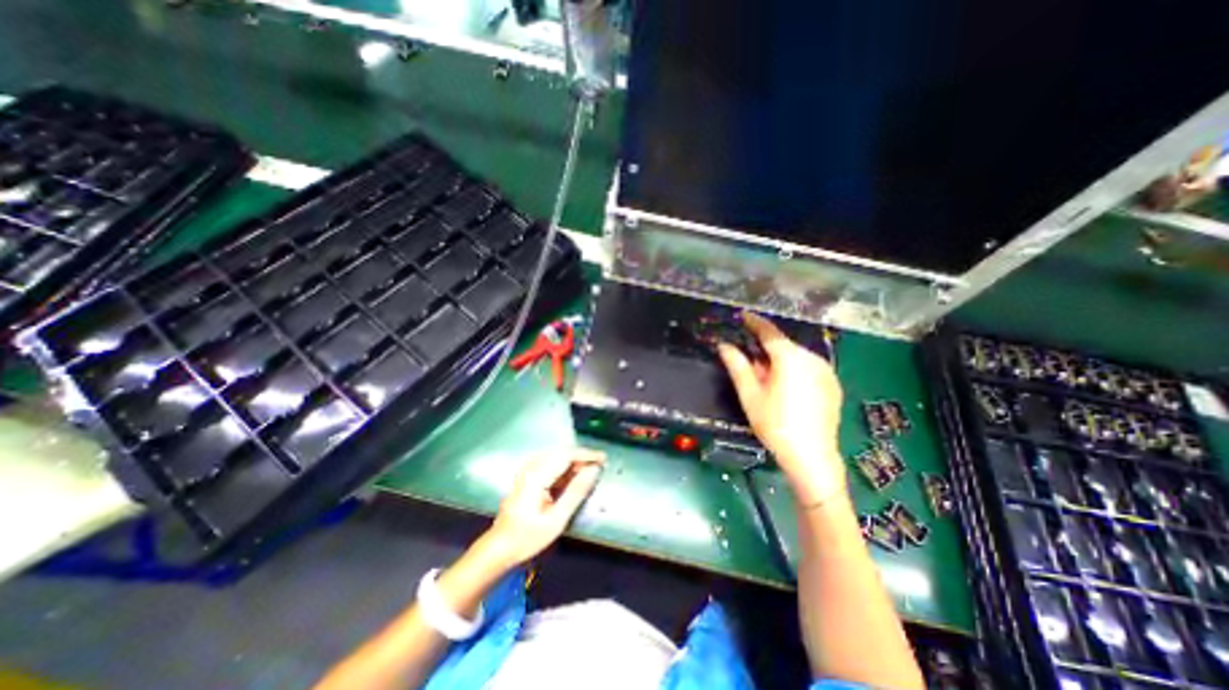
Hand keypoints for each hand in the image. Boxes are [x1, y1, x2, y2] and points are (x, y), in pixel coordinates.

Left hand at [479, 451, 603, 567]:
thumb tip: (594, 471)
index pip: (566, 455)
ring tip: (588, 472)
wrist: (499, 548)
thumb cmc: (527, 538)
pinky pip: (549, 463)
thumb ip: (576, 492)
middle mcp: (531, 468)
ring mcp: (527, 471)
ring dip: (573, 461)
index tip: (604, 459)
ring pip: (555, 456)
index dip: (587, 454)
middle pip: (561, 453)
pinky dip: (563, 467)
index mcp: (536, 477)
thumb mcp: (556, 520)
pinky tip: (571, 477)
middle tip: (598, 467)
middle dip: (581, 457)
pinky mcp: (527, 476)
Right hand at [718, 314, 850, 503]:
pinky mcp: (833, 384)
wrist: (812, 457)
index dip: (754, 322)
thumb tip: (724, 346)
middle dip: (765, 352)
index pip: (769, 332)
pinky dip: (794, 371)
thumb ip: (737, 366)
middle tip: (751, 369)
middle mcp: (812, 358)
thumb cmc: (775, 424)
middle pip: (783, 346)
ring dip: (779, 362)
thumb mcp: (750, 395)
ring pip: (796, 357)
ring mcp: (826, 371)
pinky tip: (788, 392)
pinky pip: (809, 368)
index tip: (743, 315)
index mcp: (791, 358)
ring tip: (769, 385)